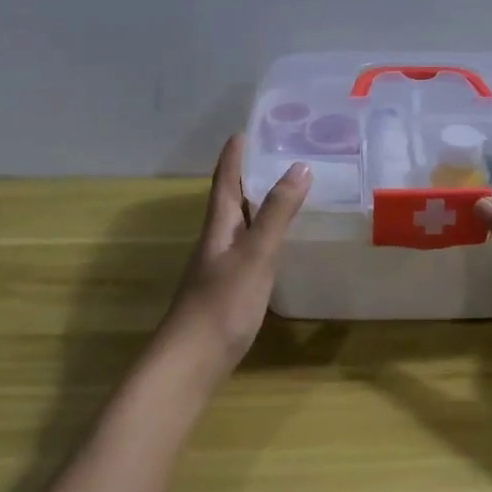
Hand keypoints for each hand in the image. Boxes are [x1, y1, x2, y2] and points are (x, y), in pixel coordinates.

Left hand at [158, 135, 311, 374]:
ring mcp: (221, 266)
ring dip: (259, 204)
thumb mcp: (255, 253)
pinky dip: (265, 235)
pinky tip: (278, 243)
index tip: (245, 130)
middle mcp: (216, 240)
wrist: (192, 361)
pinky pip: (249, 248)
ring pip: (241, 224)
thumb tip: (300, 166)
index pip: (226, 180)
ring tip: (285, 190)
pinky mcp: (229, 289)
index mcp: (219, 226)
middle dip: (249, 174)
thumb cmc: (223, 302)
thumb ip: (277, 213)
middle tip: (277, 154)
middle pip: (231, 199)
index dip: (234, 155)